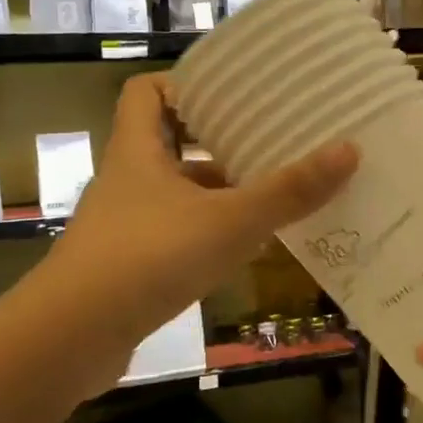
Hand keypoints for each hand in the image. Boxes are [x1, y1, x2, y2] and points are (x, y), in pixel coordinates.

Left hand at [40, 75, 357, 392]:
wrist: (73, 337)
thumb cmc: (149, 258)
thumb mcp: (229, 221)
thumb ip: (288, 191)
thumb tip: (349, 149)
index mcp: (137, 151)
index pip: (146, 92)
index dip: (184, 84)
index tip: (230, 92)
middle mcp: (127, 181)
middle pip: (169, 142)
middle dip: (217, 141)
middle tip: (268, 140)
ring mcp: (124, 226)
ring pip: (176, 194)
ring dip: (216, 192)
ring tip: (270, 193)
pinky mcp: (128, 267)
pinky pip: (175, 235)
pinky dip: (207, 235)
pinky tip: (244, 249)